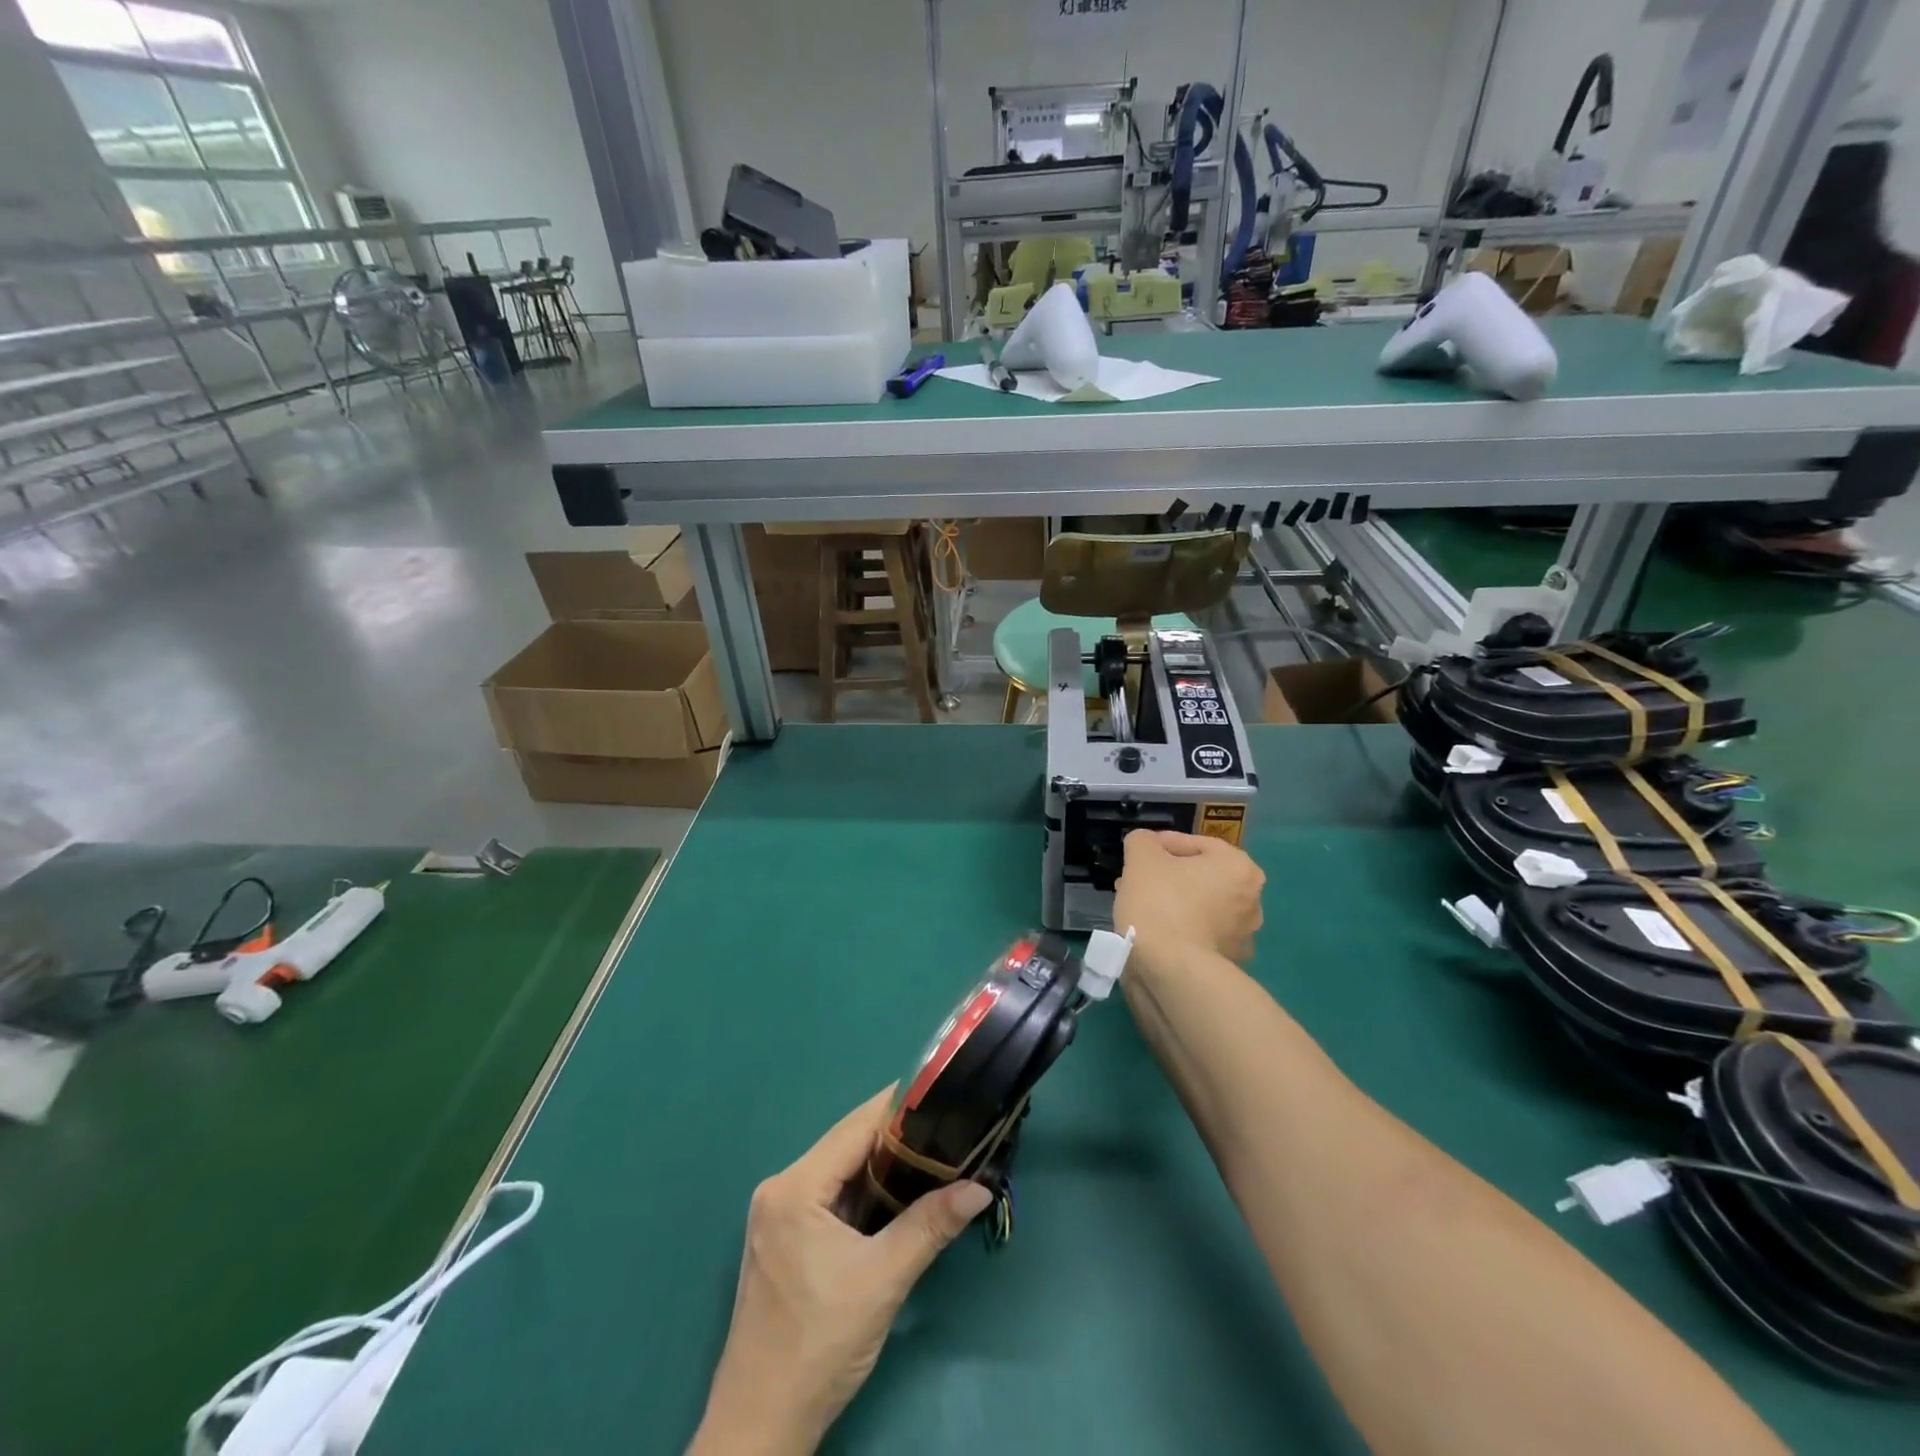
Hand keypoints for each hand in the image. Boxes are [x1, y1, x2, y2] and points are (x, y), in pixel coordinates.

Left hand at [690, 1088, 992, 1455]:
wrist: (761, 1426)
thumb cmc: (819, 1345)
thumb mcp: (883, 1280)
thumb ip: (931, 1225)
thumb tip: (980, 1187)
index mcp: (796, 1187)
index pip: (856, 1126)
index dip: (900, 1108)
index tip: (943, 1096)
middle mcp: (781, 1188)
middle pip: (848, 1145)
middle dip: (897, 1138)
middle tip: (947, 1130)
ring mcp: (779, 1214)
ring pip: (841, 1171)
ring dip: (883, 1166)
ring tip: (933, 1156)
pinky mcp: (784, 1238)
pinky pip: (832, 1196)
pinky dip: (865, 1193)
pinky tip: (898, 1195)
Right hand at [1114, 829, 1264, 963]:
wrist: (1172, 971)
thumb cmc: (1161, 902)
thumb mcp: (1141, 856)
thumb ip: (1142, 840)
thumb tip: (1145, 845)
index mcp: (1240, 867)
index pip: (1196, 843)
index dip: (1162, 844)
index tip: (1138, 853)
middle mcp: (1251, 900)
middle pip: (1199, 876)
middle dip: (1166, 875)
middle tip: (1136, 878)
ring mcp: (1242, 936)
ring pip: (1198, 906)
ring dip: (1170, 901)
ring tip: (1138, 904)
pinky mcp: (1228, 964)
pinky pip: (1197, 933)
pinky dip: (1177, 928)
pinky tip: (1151, 930)